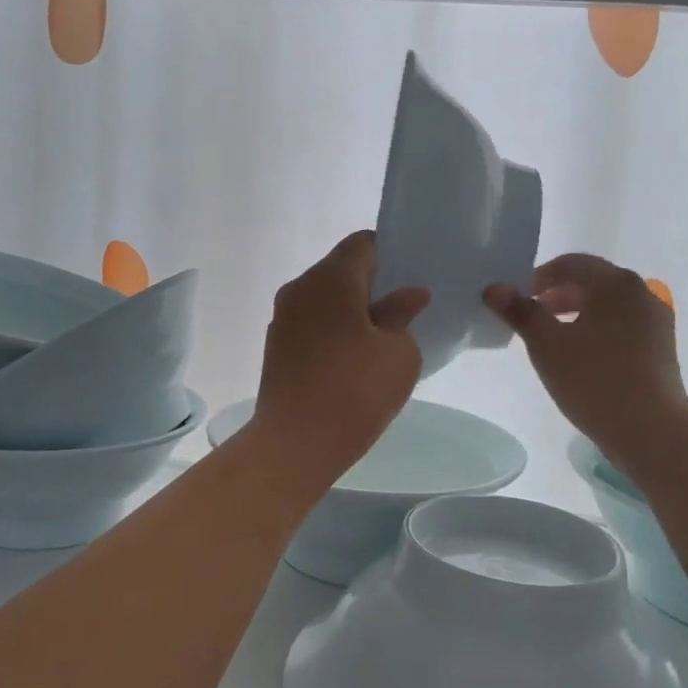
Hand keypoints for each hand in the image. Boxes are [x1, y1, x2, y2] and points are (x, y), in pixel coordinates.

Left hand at [253, 232, 428, 481]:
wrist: (295, 443)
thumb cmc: (356, 390)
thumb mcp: (399, 353)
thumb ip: (403, 315)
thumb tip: (409, 294)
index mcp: (332, 277)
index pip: (364, 244)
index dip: (390, 254)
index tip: (411, 277)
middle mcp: (301, 287)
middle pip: (341, 269)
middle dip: (372, 284)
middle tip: (404, 309)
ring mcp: (283, 317)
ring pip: (324, 298)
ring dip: (351, 310)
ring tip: (381, 338)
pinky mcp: (276, 346)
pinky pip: (311, 323)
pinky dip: (333, 330)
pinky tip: (353, 359)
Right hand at [485, 254, 687, 462]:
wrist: (651, 430)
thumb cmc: (594, 379)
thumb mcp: (547, 344)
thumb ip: (520, 312)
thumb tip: (493, 288)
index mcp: (615, 283)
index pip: (572, 264)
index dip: (540, 277)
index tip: (518, 299)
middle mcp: (641, 292)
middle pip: (592, 282)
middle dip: (558, 295)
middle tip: (531, 317)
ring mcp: (656, 320)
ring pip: (608, 305)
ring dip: (577, 313)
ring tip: (553, 338)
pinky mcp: (661, 346)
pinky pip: (623, 324)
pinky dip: (598, 329)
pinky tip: (582, 356)